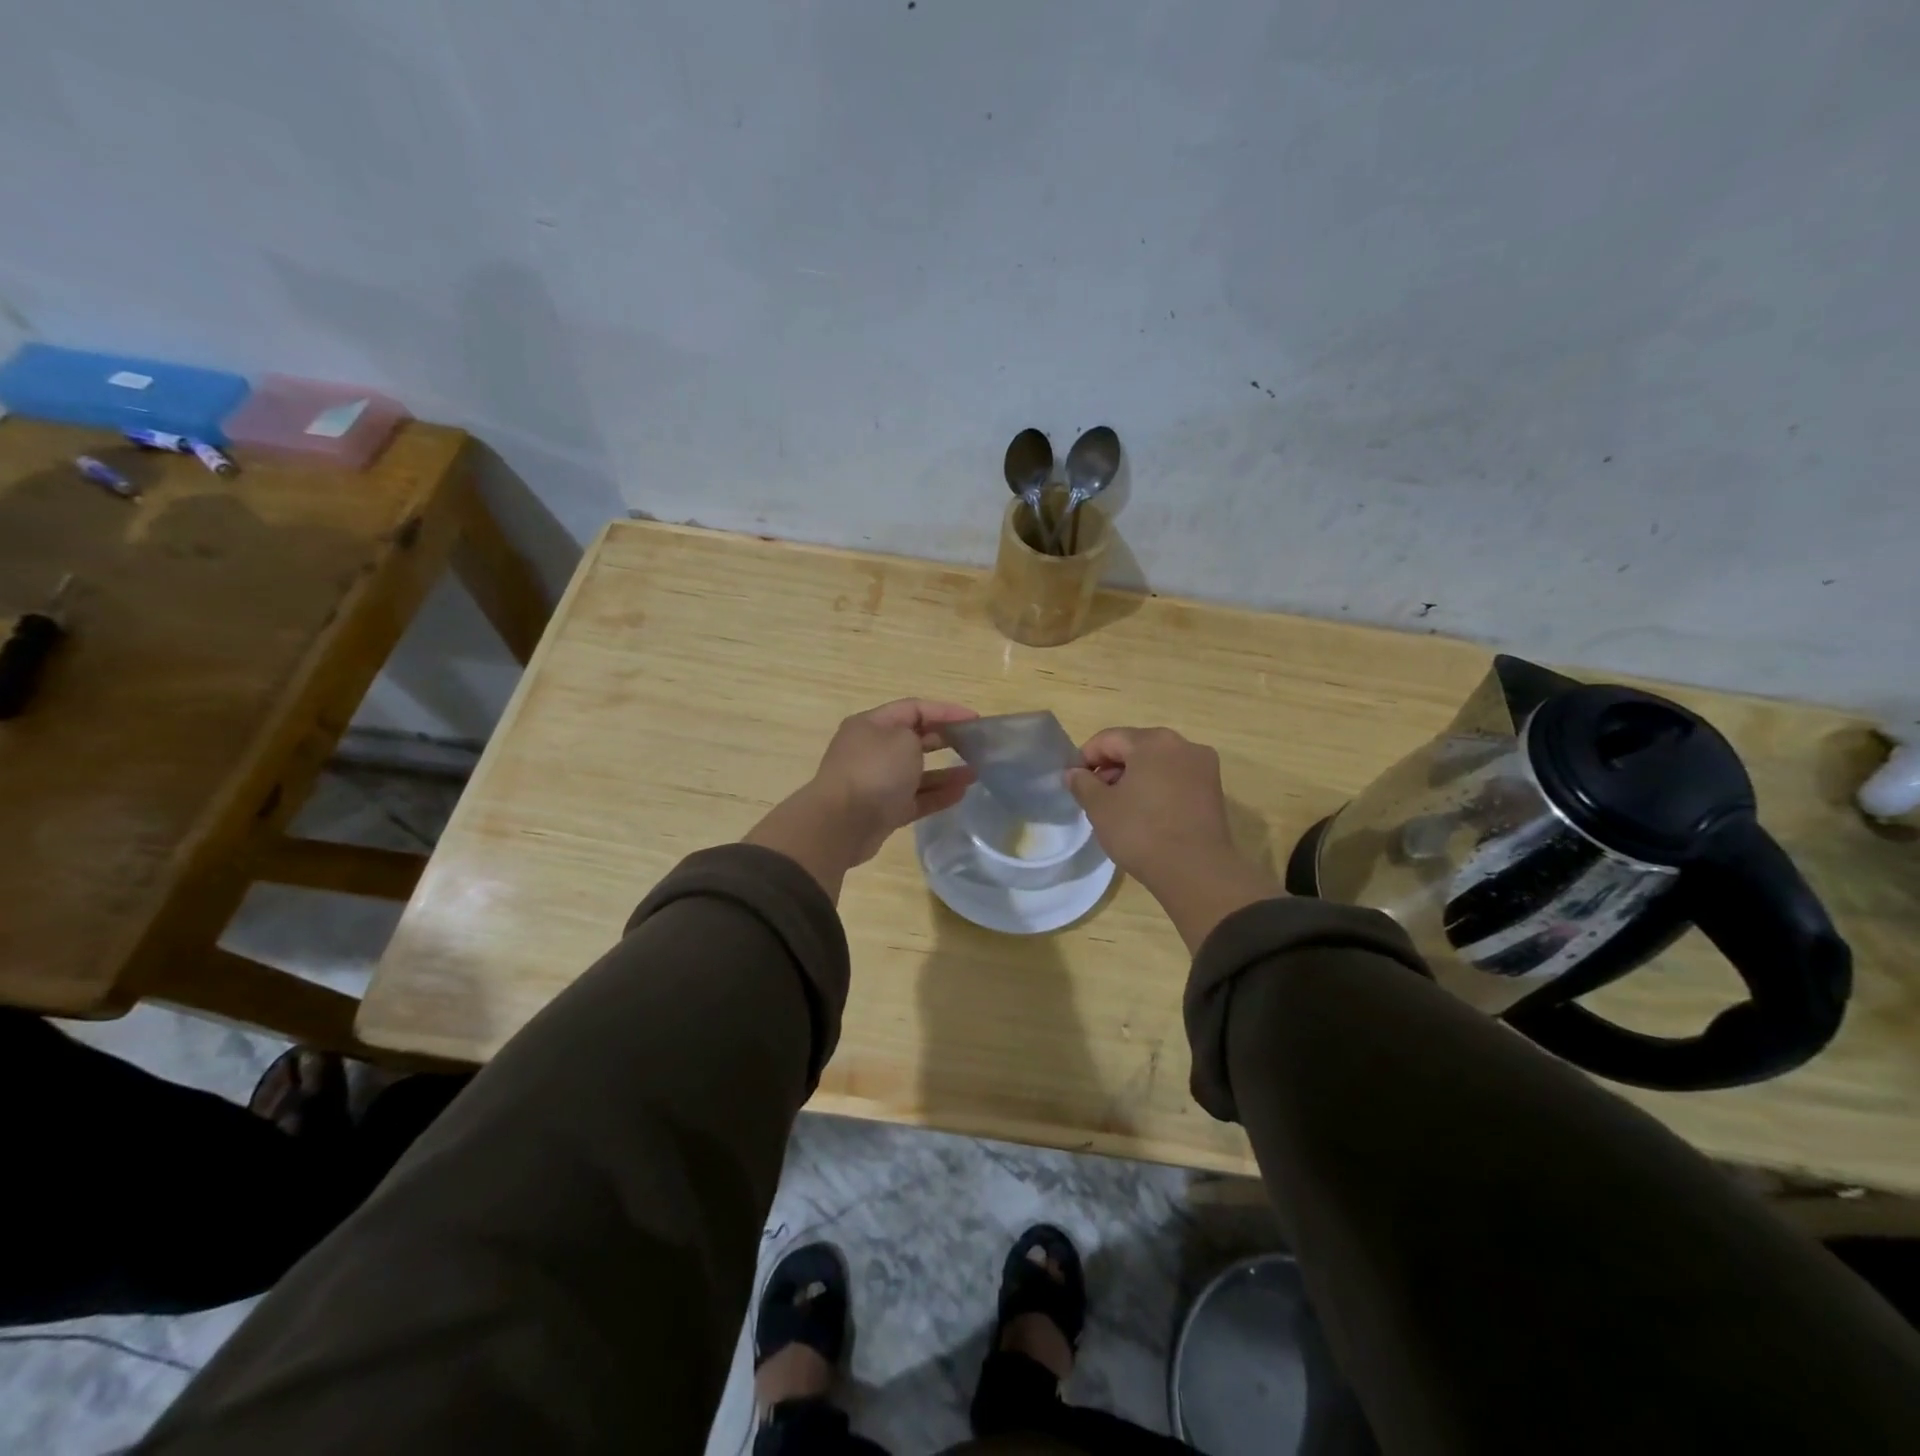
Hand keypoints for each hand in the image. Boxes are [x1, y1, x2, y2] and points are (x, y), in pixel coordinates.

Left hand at [746, 699, 978, 898]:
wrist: (842, 824)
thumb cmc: (874, 771)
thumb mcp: (903, 739)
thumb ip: (920, 735)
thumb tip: (920, 749)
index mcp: (871, 725)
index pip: (913, 708)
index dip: (945, 711)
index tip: (974, 720)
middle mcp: (872, 750)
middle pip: (914, 739)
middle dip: (945, 740)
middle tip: (974, 745)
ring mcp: (877, 782)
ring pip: (917, 772)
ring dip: (945, 772)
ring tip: (975, 773)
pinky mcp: (883, 811)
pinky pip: (915, 798)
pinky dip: (937, 795)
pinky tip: (962, 793)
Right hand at [1067, 727, 1281, 951]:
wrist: (1196, 871)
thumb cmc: (1141, 832)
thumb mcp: (1100, 807)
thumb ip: (1082, 783)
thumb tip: (1074, 773)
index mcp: (1153, 741)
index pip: (1108, 739)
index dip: (1085, 758)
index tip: (1075, 782)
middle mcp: (1182, 745)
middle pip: (1135, 748)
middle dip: (1111, 768)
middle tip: (1096, 797)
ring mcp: (1203, 767)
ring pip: (1157, 763)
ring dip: (1134, 778)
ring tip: (1120, 808)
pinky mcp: (1214, 790)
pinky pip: (1176, 779)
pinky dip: (1157, 788)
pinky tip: (1146, 814)